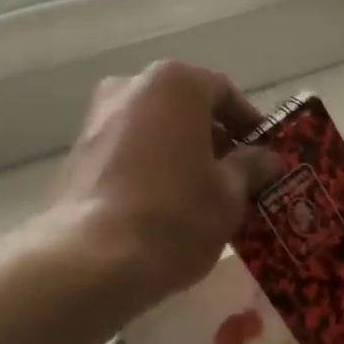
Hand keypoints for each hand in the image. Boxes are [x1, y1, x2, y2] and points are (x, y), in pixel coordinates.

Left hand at [51, 61, 284, 306]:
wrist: (92, 260)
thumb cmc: (175, 215)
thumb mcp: (229, 194)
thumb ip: (250, 167)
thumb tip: (266, 159)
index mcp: (174, 83)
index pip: (225, 94)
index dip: (250, 125)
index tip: (265, 155)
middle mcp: (131, 87)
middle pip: (186, 107)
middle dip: (213, 138)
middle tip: (237, 176)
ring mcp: (97, 119)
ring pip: (155, 129)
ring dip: (180, 152)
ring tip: (202, 194)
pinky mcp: (77, 153)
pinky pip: (128, 150)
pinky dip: (150, 166)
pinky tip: (164, 204)